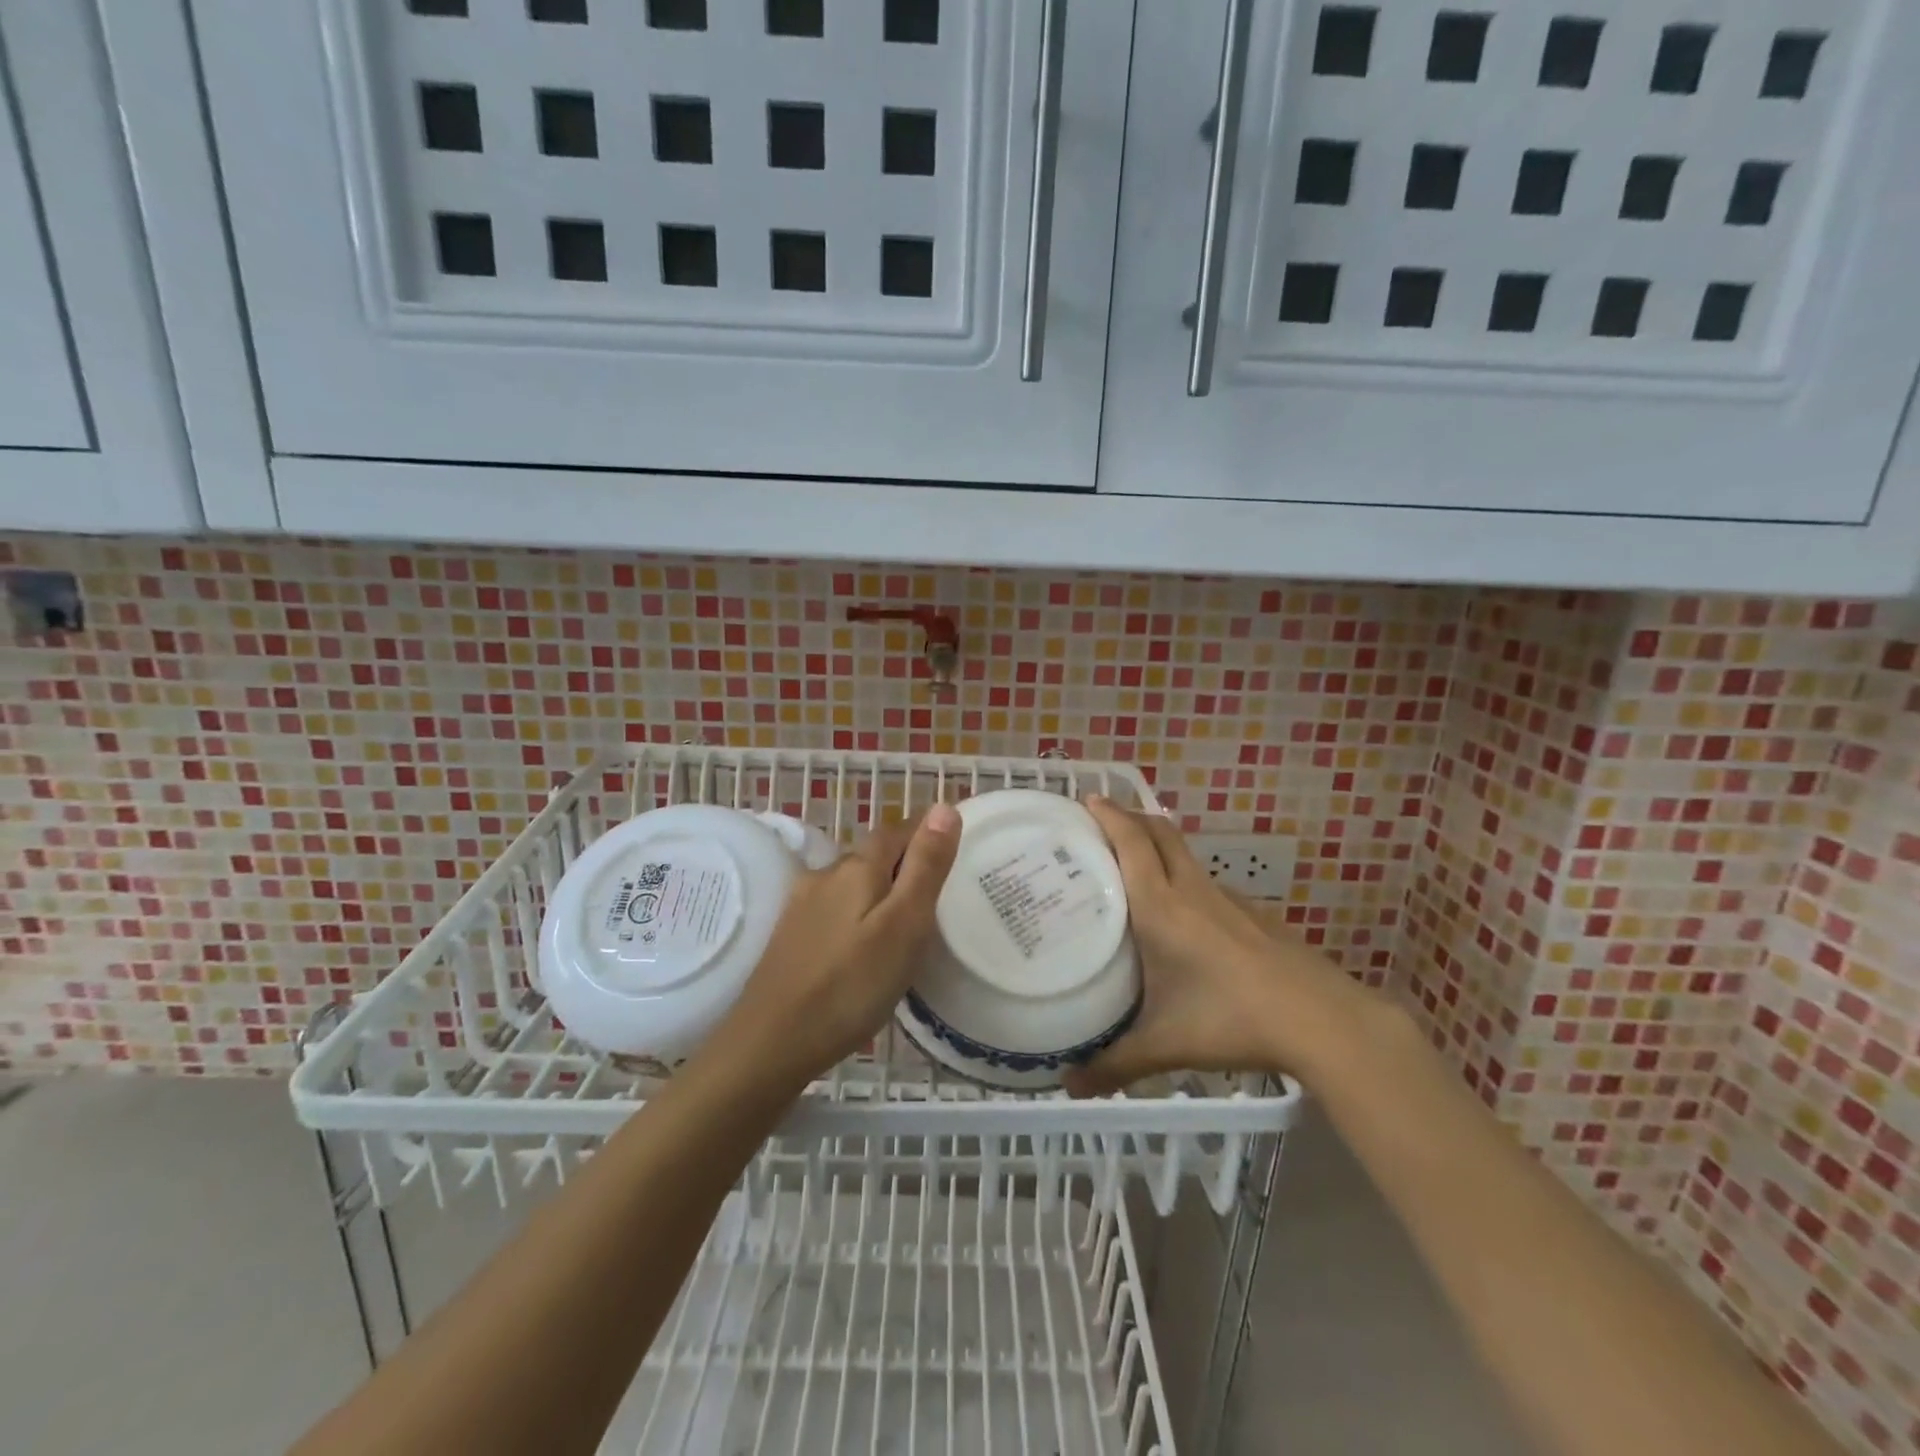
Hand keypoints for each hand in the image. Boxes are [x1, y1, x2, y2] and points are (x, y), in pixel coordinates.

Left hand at [714, 803, 959, 1087]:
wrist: (771, 1041)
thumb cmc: (851, 984)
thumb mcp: (904, 924)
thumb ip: (925, 866)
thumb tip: (944, 806)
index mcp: (857, 867)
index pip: (897, 831)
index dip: (925, 834)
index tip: (950, 852)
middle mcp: (825, 874)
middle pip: (872, 855)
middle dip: (902, 864)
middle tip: (935, 895)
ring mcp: (801, 904)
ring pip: (851, 883)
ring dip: (877, 891)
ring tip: (903, 924)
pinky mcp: (789, 934)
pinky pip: (833, 909)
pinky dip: (855, 915)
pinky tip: (861, 946)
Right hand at [1064, 797, 1376, 1096]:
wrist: (1322, 1020)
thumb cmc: (1231, 1020)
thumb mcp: (1164, 1045)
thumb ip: (1114, 1065)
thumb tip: (1068, 1087)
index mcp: (1161, 906)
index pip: (1131, 841)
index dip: (1109, 813)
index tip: (1087, 798)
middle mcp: (1191, 890)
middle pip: (1160, 831)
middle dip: (1131, 815)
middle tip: (1102, 821)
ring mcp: (1227, 900)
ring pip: (1184, 854)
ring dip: (1157, 844)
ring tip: (1132, 865)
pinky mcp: (1252, 915)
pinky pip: (1206, 881)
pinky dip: (1183, 877)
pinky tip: (1182, 915)